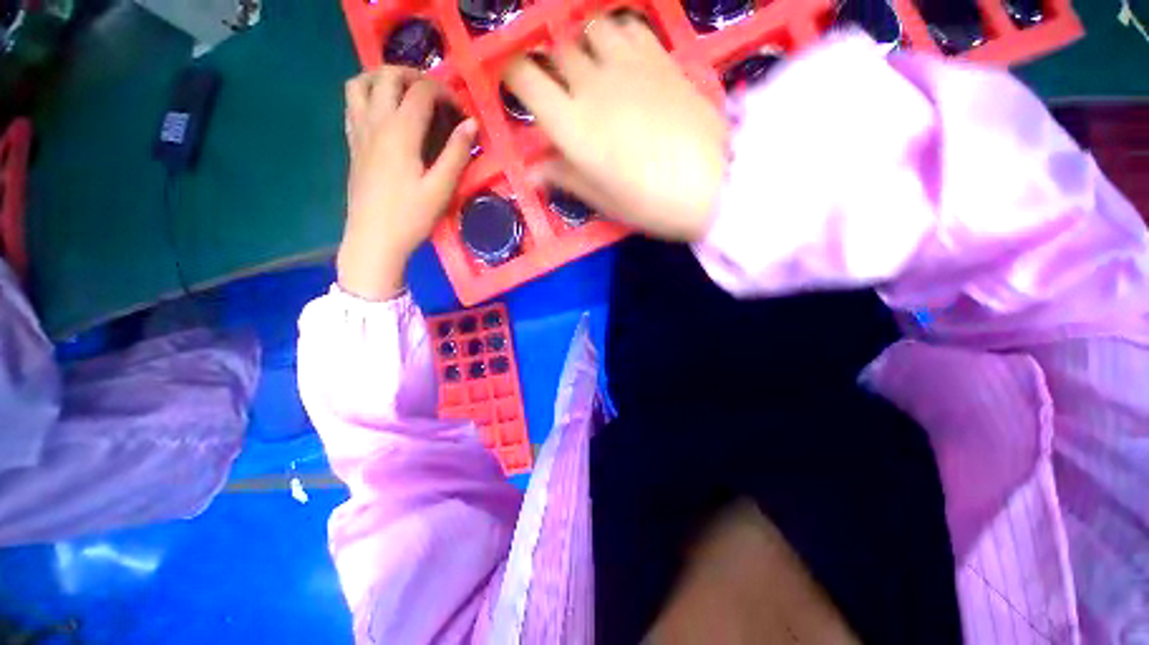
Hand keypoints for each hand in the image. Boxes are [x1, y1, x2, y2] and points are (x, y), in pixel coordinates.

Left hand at [339, 67, 477, 300]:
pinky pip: (352, 104)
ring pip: (361, 83)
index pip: (421, 92)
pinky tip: (385, 113)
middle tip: (436, 95)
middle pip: (387, 76)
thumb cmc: (411, 217)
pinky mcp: (352, 144)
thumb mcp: (441, 189)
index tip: (461, 112)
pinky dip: (368, 95)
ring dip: (384, 78)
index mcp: (400, 132)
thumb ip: (456, 154)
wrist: (374, 239)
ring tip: (406, 93)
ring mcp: (359, 132)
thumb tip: (471, 125)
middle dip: (415, 76)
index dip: (445, 94)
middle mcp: (375, 122)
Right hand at [502, 14, 727, 241]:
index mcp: (573, 125)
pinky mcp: (659, 56)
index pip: (525, 78)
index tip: (520, 90)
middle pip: (557, 53)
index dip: (515, 78)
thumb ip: (566, 178)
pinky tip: (624, 58)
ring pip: (589, 31)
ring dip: (584, 48)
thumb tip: (533, 173)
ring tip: (594, 73)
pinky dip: (616, 35)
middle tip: (563, 95)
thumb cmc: (652, 201)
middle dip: (552, 70)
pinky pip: (627, 25)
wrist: (715, 181)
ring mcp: (628, 64)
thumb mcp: (604, 200)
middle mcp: (592, 84)